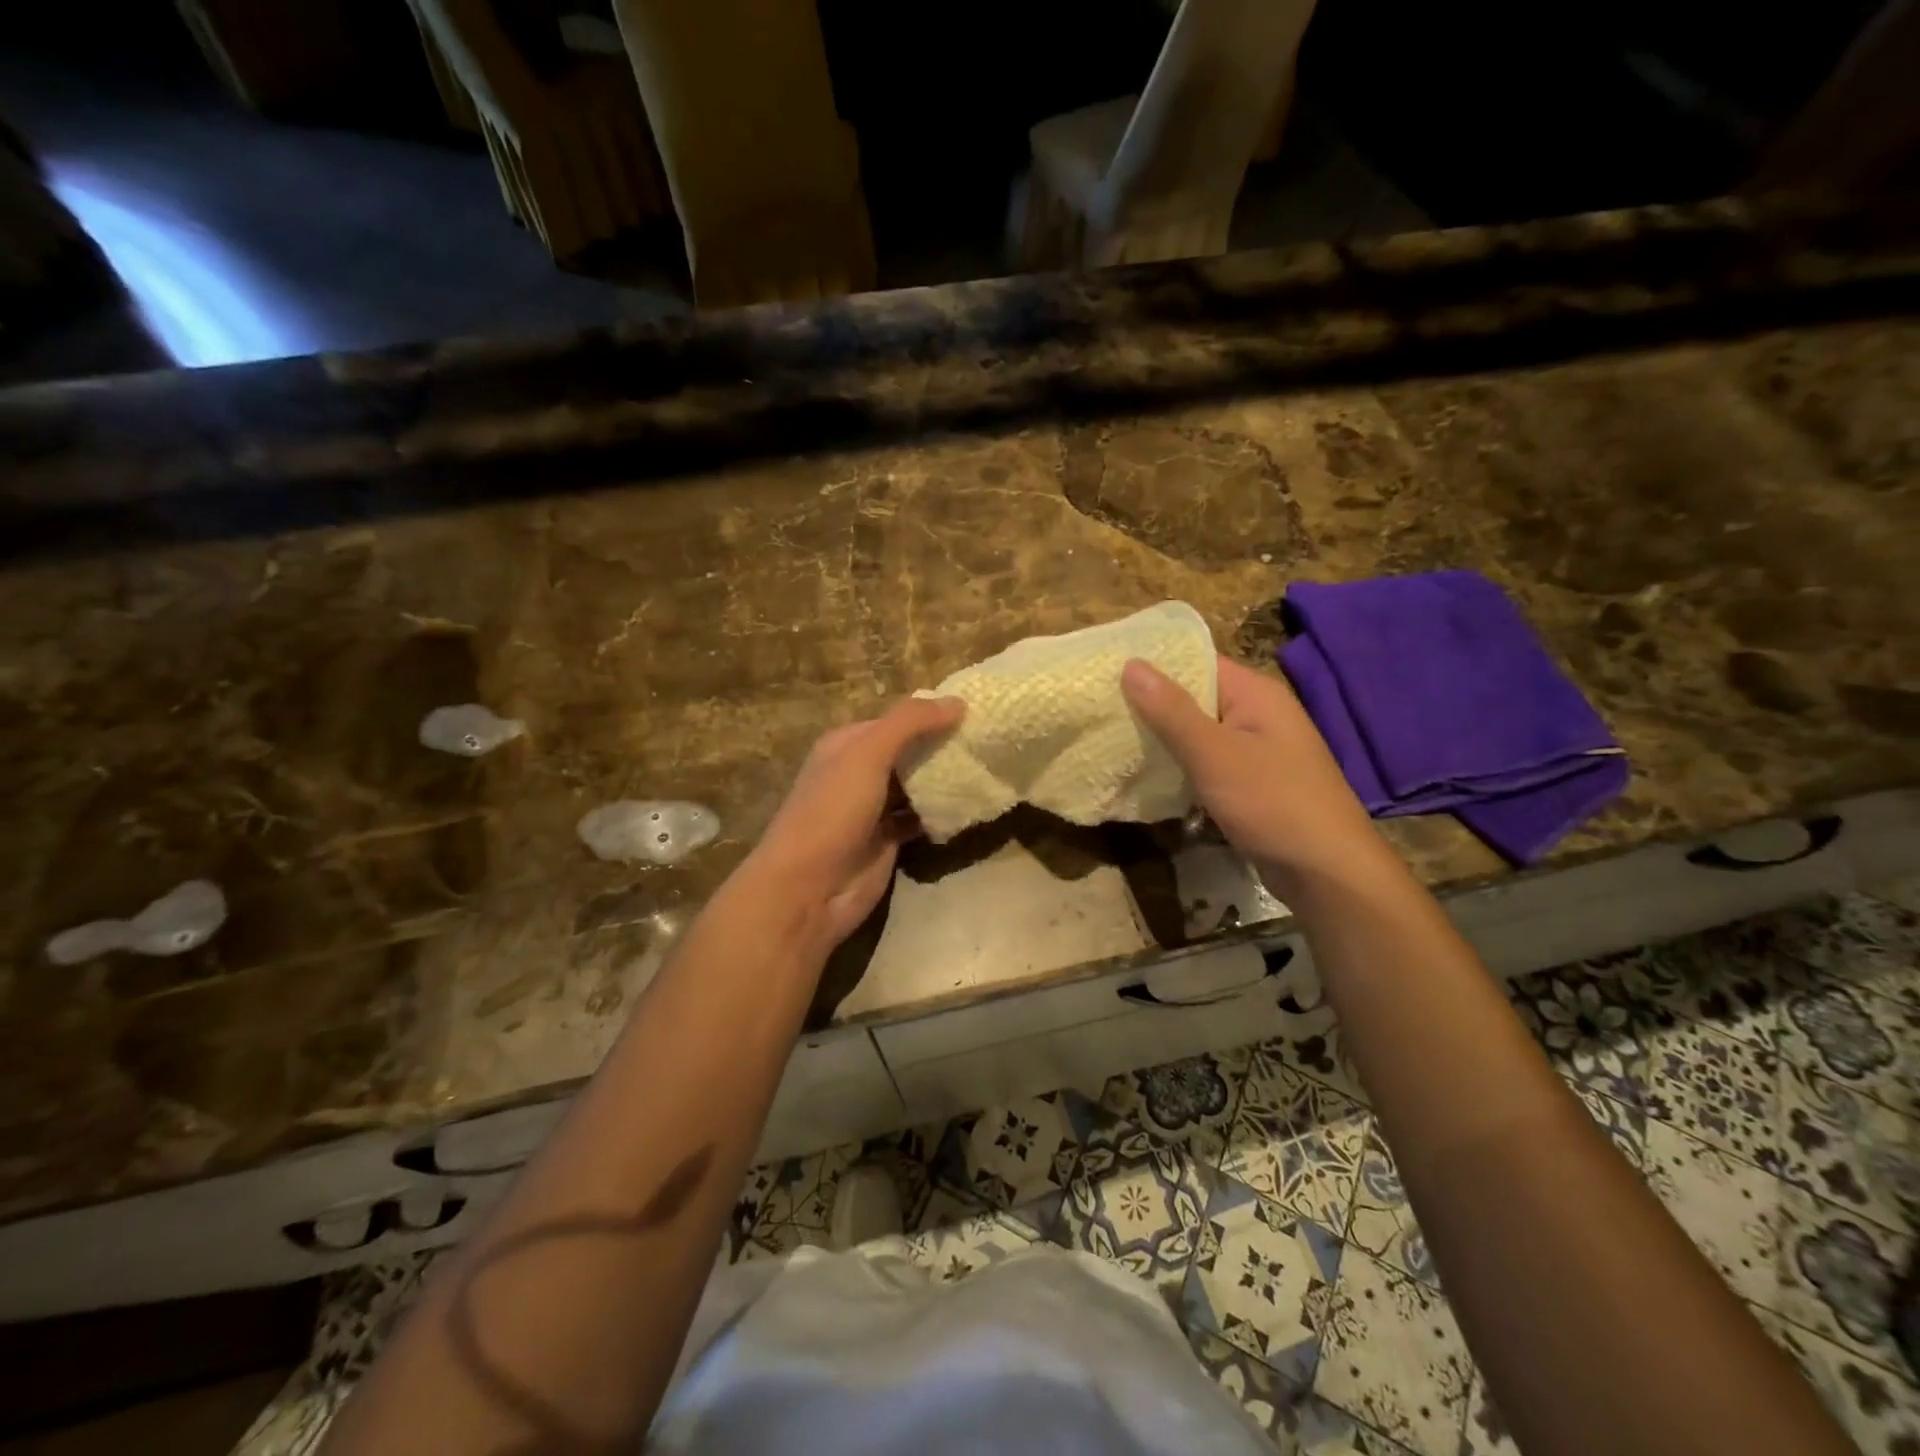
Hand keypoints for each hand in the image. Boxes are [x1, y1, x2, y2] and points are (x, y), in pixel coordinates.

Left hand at [744, 696, 964, 948]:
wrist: (808, 888)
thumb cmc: (833, 811)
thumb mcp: (868, 754)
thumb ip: (910, 723)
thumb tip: (959, 702)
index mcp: (846, 745)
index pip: (895, 719)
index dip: (930, 714)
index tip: (974, 712)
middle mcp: (858, 772)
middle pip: (907, 752)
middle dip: (941, 746)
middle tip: (987, 740)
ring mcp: (872, 809)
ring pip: (915, 786)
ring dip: (944, 780)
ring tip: (986, 768)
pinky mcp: (886, 841)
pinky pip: (919, 819)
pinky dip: (940, 814)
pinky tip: (967, 807)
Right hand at [1122, 654, 1384, 894]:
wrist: (1327, 873)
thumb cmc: (1272, 802)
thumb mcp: (1214, 753)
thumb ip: (1171, 710)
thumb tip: (1131, 664)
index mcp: (1254, 694)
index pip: (1197, 662)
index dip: (1153, 664)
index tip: (1106, 670)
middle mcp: (1257, 715)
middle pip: (1195, 698)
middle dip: (1150, 705)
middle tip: (1099, 709)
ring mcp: (1256, 751)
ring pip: (1198, 735)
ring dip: (1162, 740)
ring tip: (1111, 740)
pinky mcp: (1251, 785)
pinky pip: (1206, 765)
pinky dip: (1179, 768)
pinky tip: (1146, 778)